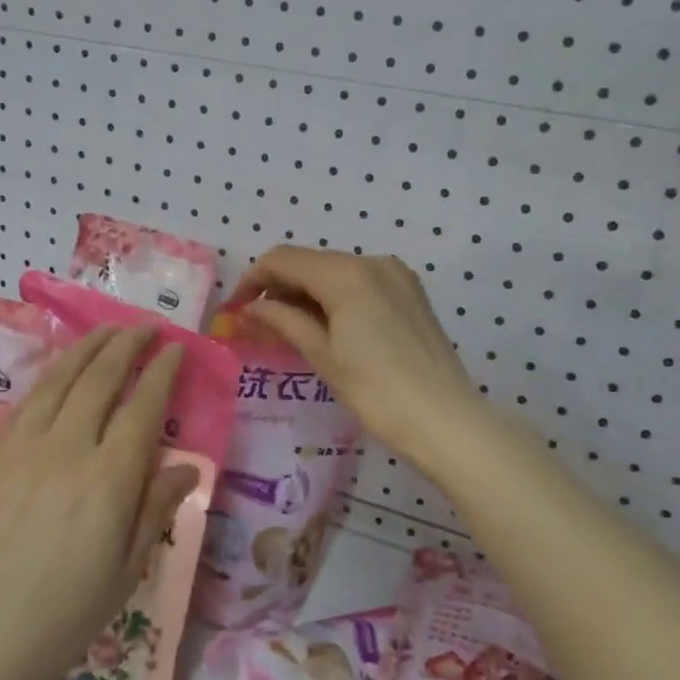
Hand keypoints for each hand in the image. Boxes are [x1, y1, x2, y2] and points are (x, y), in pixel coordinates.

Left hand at [0, 325, 198, 679]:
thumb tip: (185, 468)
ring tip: (107, 331)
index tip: (175, 349)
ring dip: (88, 347)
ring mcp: (21, 448)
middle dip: (126, 344)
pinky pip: (26, 401)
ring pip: (60, 379)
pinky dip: (51, 374)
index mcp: (109, 479)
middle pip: (100, 377)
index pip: (143, 406)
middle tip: (145, 327)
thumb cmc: (57, 620)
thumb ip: (154, 511)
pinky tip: (60, 370)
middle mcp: (67, 449)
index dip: (162, 371)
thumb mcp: (123, 574)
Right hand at [234, 247, 481, 464]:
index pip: (284, 259)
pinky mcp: (410, 293)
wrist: (445, 419)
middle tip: (257, 324)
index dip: (253, 280)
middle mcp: (373, 261)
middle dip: (279, 287)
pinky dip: (335, 297)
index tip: (235, 310)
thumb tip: (249, 308)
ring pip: (336, 272)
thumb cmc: (376, 391)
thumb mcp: (322, 355)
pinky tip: (325, 327)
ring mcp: (397, 275)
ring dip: (306, 293)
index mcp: (347, 273)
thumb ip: (282, 321)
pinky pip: (360, 283)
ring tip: (288, 329)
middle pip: (311, 262)